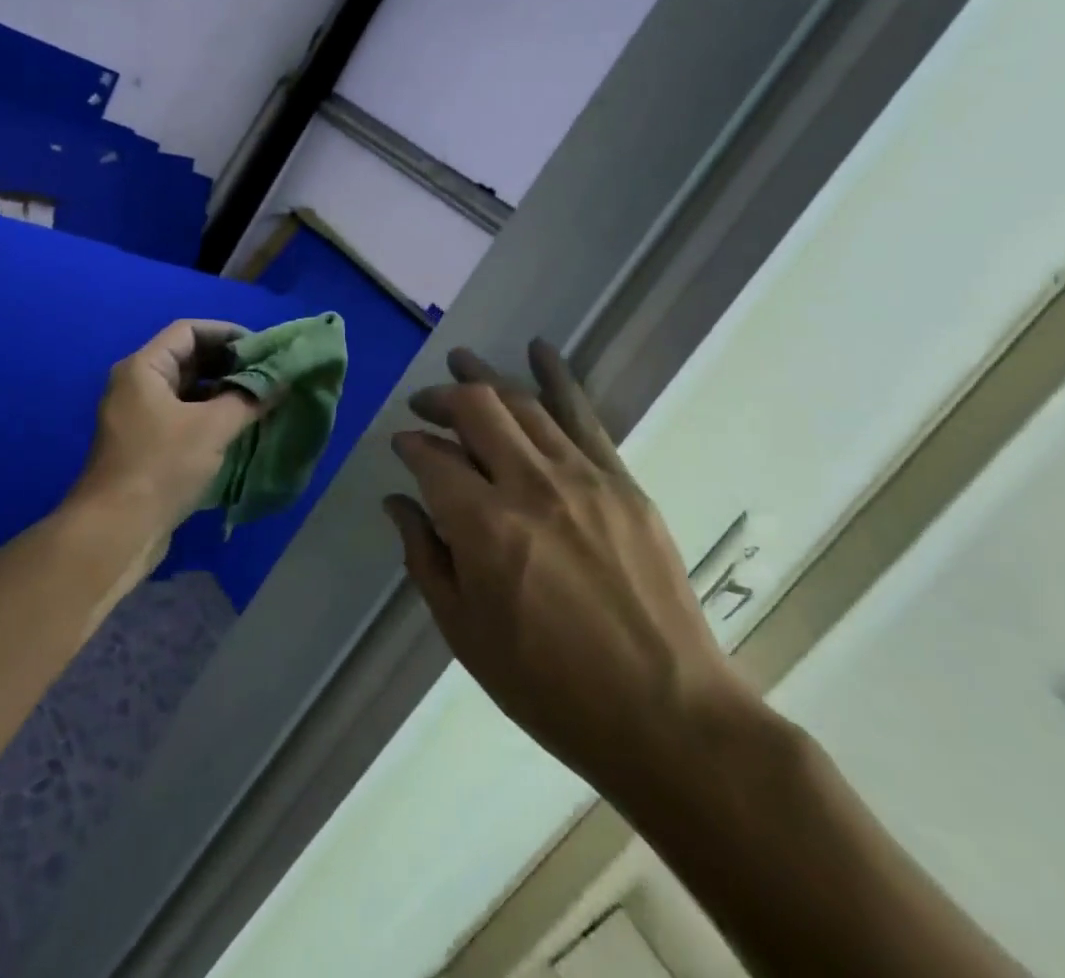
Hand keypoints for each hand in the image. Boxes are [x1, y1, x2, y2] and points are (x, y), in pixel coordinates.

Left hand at [71, 320, 263, 542]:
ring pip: (189, 391)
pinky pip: (184, 417)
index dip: (228, 333)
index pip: (190, 330)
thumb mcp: (212, 428)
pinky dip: (212, 417)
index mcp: (144, 368)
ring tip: (262, 401)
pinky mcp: (146, 446)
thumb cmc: (161, 466)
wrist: (115, 531)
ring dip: (224, 393)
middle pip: (189, 359)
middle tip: (269, 375)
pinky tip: (241, 429)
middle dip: (230, 365)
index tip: (263, 348)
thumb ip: (249, 399)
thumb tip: (281, 381)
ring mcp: (140, 417)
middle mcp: (138, 385)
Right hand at [385, 341, 762, 822]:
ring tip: (461, 362)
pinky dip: (556, 377)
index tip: (401, 446)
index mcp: (484, 527)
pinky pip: (582, 415)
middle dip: (441, 399)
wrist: (666, 714)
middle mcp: (529, 484)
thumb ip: (425, 557)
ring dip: (485, 378)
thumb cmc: (550, 686)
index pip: (432, 459)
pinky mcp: (621, 480)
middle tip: (424, 405)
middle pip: (475, 409)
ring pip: (523, 403)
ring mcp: (581, 476)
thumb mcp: (466, 633)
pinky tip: (538, 350)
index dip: (409, 445)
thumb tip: (398, 502)